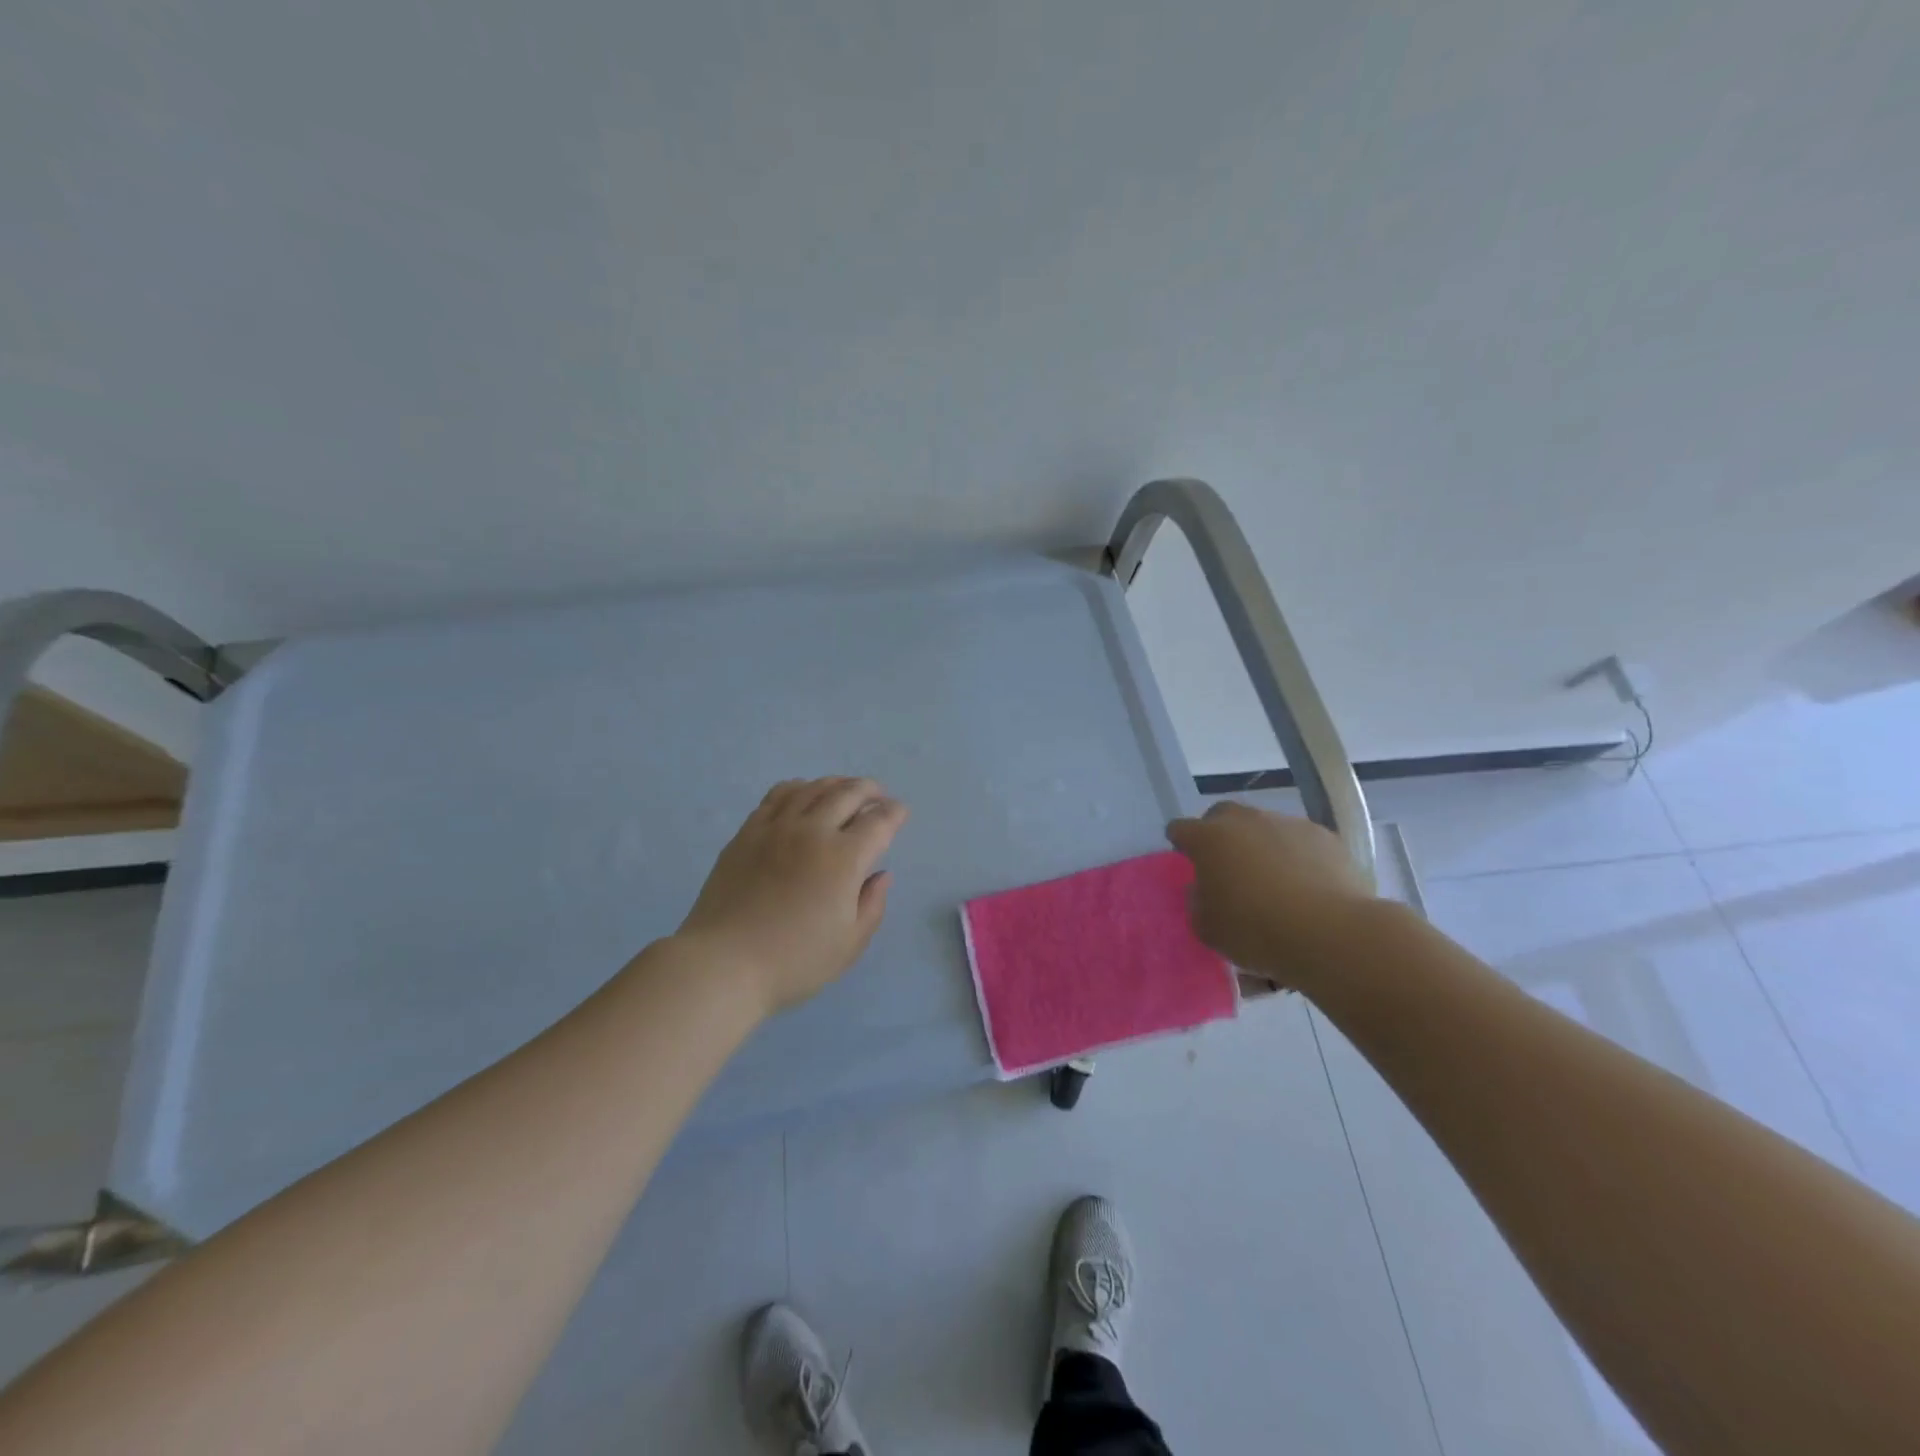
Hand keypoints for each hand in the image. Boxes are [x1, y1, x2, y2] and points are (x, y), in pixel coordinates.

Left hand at [677, 777, 909, 1014]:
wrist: (723, 963)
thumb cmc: (794, 961)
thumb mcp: (849, 944)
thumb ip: (872, 905)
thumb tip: (881, 875)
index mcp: (844, 859)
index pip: (878, 822)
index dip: (895, 814)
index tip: (900, 813)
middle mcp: (813, 832)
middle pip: (848, 793)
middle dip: (870, 790)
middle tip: (879, 796)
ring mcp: (777, 827)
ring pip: (814, 788)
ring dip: (837, 784)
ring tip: (846, 789)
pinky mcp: (748, 831)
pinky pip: (778, 795)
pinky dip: (799, 787)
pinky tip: (804, 793)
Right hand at [1165, 802, 1373, 987]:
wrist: (1330, 932)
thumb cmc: (1256, 930)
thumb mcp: (1207, 928)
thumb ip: (1197, 901)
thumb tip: (1203, 888)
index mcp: (1208, 838)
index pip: (1180, 829)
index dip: (1181, 844)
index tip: (1187, 862)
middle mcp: (1244, 820)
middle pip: (1222, 815)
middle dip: (1219, 834)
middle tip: (1227, 865)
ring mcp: (1286, 823)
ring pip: (1264, 826)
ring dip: (1260, 844)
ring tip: (1273, 879)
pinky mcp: (1323, 835)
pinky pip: (1299, 840)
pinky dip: (1296, 855)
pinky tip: (1306, 884)